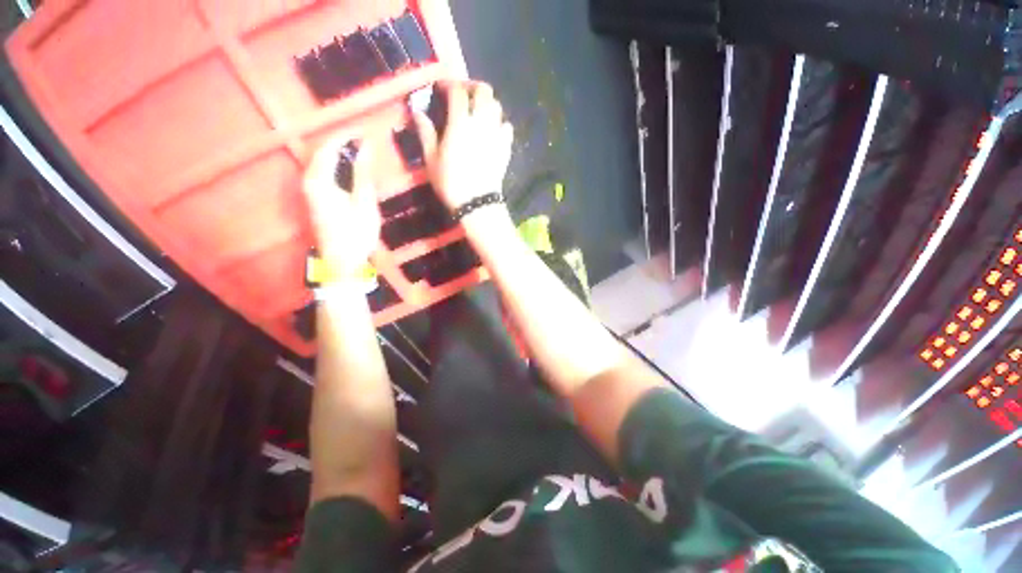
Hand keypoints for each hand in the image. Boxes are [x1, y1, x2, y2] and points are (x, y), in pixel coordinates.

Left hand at [302, 136, 381, 274]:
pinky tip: (352, 173)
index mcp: (319, 179)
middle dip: (344, 144)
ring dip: (341, 156)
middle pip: (323, 152)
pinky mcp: (314, 198)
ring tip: (362, 155)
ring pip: (322, 162)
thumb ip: (363, 173)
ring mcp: (309, 190)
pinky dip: (338, 167)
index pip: (330, 146)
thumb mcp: (364, 202)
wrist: (341, 261)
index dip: (348, 136)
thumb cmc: (355, 234)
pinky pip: (323, 173)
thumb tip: (366, 146)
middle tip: (366, 143)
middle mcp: (308, 180)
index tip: (366, 132)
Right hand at [413, 81, 514, 210]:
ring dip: (487, 103)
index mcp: (460, 123)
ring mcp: (497, 134)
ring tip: (477, 112)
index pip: (458, 91)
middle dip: (472, 87)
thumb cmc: (451, 182)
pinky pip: (506, 127)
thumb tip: (417, 111)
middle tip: (462, 95)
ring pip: (497, 106)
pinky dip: (499, 123)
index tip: (441, 88)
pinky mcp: (506, 148)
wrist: (477, 203)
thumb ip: (425, 132)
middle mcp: (481, 122)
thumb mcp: (431, 159)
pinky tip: (492, 131)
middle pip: (484, 91)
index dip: (449, 84)